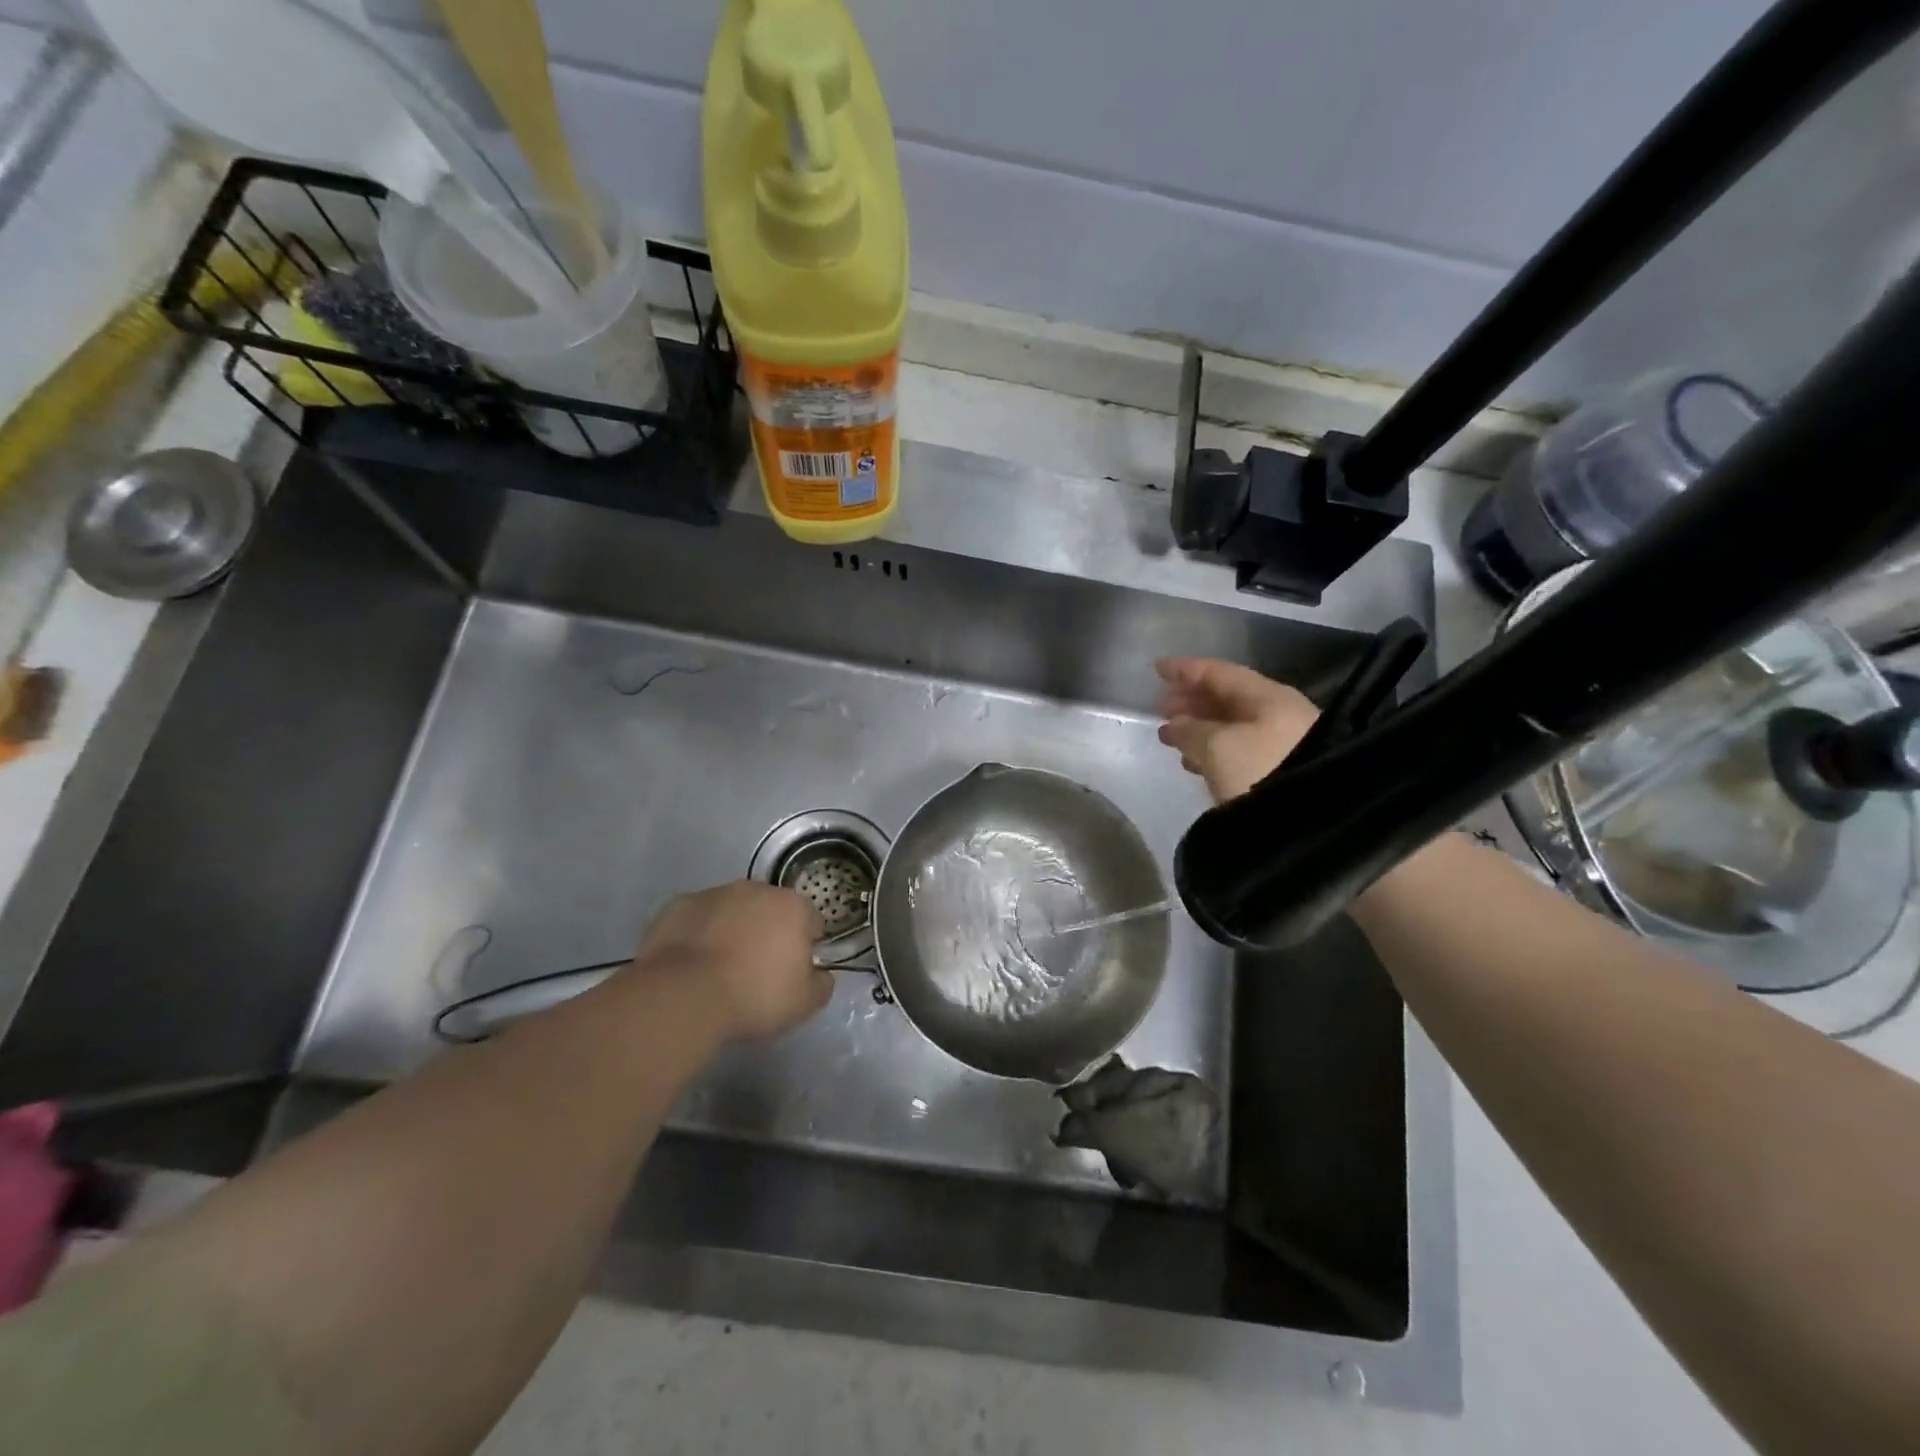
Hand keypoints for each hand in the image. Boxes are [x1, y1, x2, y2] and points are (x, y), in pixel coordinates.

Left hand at [631, 882, 831, 1041]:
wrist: (684, 996)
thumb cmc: (754, 996)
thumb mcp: (805, 1003)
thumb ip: (821, 983)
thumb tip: (820, 974)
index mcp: (792, 907)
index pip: (810, 921)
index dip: (804, 947)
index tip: (791, 972)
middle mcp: (756, 889)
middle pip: (769, 909)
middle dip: (766, 932)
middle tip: (754, 971)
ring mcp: (714, 893)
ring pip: (731, 910)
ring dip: (730, 930)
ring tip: (717, 970)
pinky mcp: (678, 905)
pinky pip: (696, 918)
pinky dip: (697, 934)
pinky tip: (689, 965)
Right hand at [1155, 657, 1318, 802]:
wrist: (1308, 819)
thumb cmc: (1260, 769)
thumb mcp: (1216, 746)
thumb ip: (1189, 730)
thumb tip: (1176, 724)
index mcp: (1268, 697)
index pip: (1219, 673)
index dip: (1185, 669)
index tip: (1156, 668)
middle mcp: (1278, 713)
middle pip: (1226, 698)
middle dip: (1190, 701)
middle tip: (1159, 707)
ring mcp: (1282, 743)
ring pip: (1231, 725)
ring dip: (1198, 727)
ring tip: (1169, 735)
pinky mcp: (1279, 772)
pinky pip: (1238, 749)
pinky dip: (1212, 749)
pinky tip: (1194, 760)